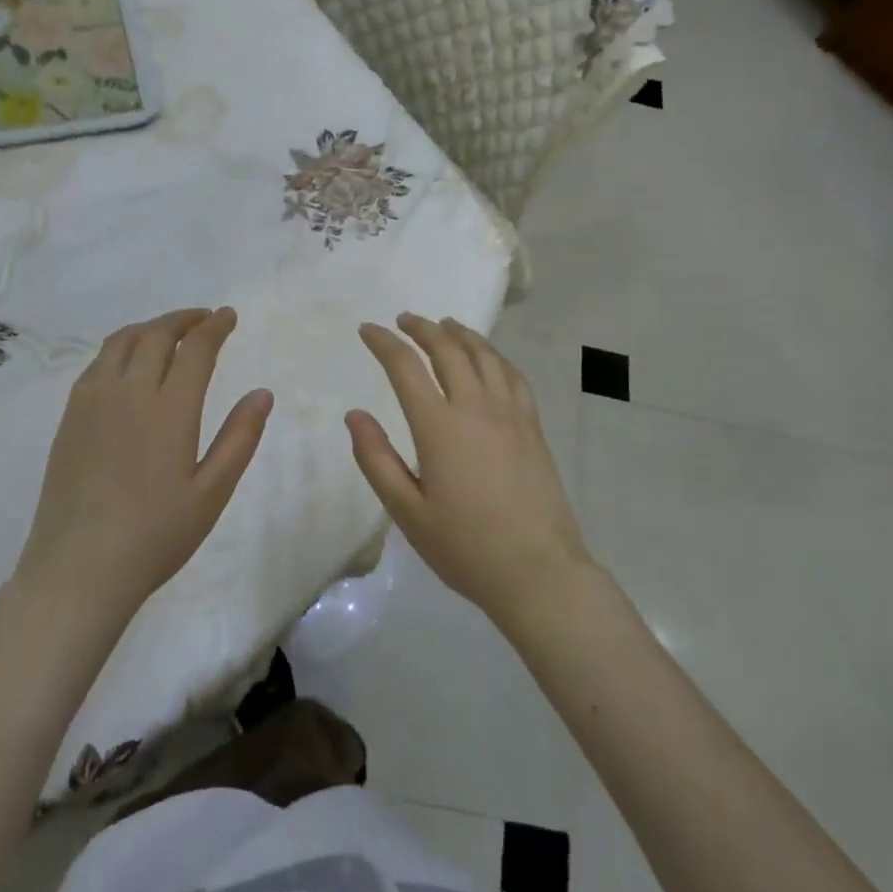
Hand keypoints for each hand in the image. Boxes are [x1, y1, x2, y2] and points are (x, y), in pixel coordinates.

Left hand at [17, 308, 272, 619]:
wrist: (78, 570)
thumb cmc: (155, 536)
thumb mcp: (212, 493)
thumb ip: (239, 438)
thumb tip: (262, 392)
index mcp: (169, 409)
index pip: (195, 349)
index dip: (214, 326)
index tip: (228, 316)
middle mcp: (128, 393)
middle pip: (156, 334)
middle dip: (184, 319)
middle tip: (204, 318)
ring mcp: (92, 402)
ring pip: (121, 341)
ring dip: (151, 327)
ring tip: (170, 332)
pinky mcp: (70, 418)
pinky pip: (98, 363)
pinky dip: (122, 347)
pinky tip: (130, 364)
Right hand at [347, 314, 591, 630]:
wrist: (537, 571)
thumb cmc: (464, 547)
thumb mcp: (407, 512)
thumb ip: (377, 460)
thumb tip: (355, 415)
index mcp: (439, 427)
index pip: (406, 368)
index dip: (384, 343)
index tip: (367, 329)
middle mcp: (476, 407)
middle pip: (448, 350)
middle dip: (422, 328)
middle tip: (404, 320)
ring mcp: (510, 413)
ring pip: (484, 355)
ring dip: (460, 334)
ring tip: (445, 325)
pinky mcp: (532, 426)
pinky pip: (513, 375)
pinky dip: (495, 356)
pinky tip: (488, 358)